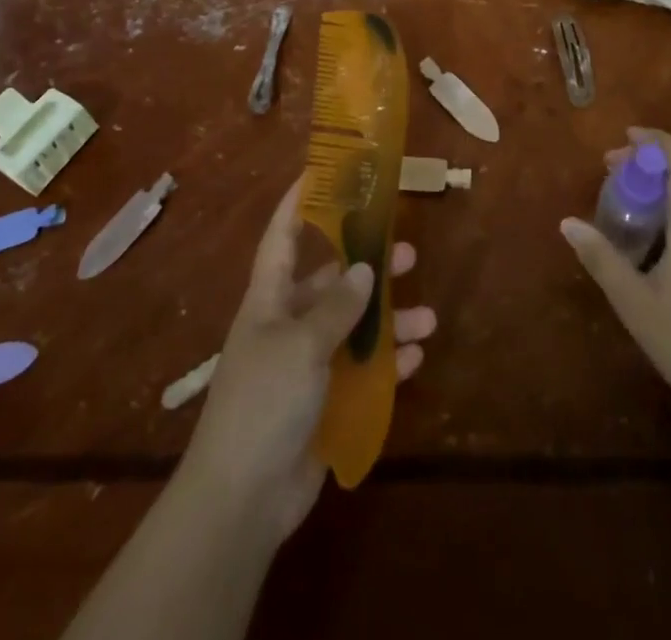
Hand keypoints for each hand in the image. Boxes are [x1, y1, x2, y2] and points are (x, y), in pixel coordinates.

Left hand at [180, 181, 435, 541]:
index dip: (298, 202)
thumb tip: (366, 269)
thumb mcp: (302, 344)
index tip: (322, 171)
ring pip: (354, 328)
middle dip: (368, 268)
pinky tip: (416, 358)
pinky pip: (361, 372)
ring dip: (389, 322)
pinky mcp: (322, 403)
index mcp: (269, 299)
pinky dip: (388, 364)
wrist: (242, 499)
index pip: (282, 236)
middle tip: (408, 253)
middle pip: (331, 283)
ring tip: (428, 317)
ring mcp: (305, 366)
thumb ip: (337, 306)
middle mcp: (287, 324)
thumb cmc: (263, 402)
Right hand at [562, 127, 670, 432]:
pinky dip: (670, 203)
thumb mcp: (633, 299)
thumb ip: (600, 257)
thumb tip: (567, 223)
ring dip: (662, 181)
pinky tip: (645, 228)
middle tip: (612, 164)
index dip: (658, 141)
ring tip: (623, 189)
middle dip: (653, 159)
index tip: (626, 136)